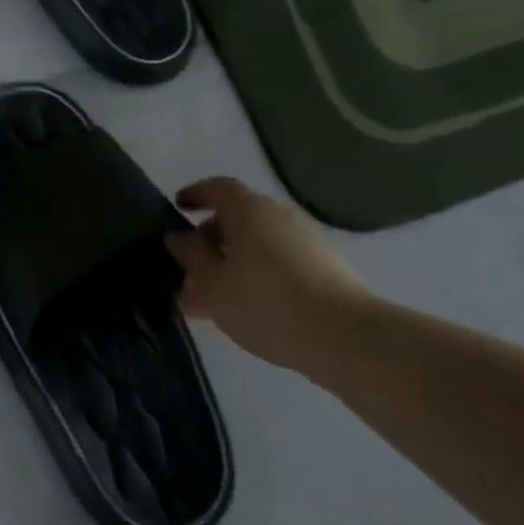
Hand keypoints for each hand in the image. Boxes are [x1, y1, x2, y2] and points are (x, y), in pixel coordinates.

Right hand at [166, 176, 369, 374]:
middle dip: (210, 239)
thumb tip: (179, 237)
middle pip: (237, 218)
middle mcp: (279, 217)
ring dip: (230, 263)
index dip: (195, 194)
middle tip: (188, 268)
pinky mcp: (323, 268)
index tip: (178, 208)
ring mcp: (305, 241)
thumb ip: (191, 256)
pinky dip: (254, 275)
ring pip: (256, 244)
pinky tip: (242, 308)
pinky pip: (276, 262)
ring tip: (210, 298)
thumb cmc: (265, 302)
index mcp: (249, 211)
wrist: (344, 336)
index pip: (218, 188)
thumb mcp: (212, 283)